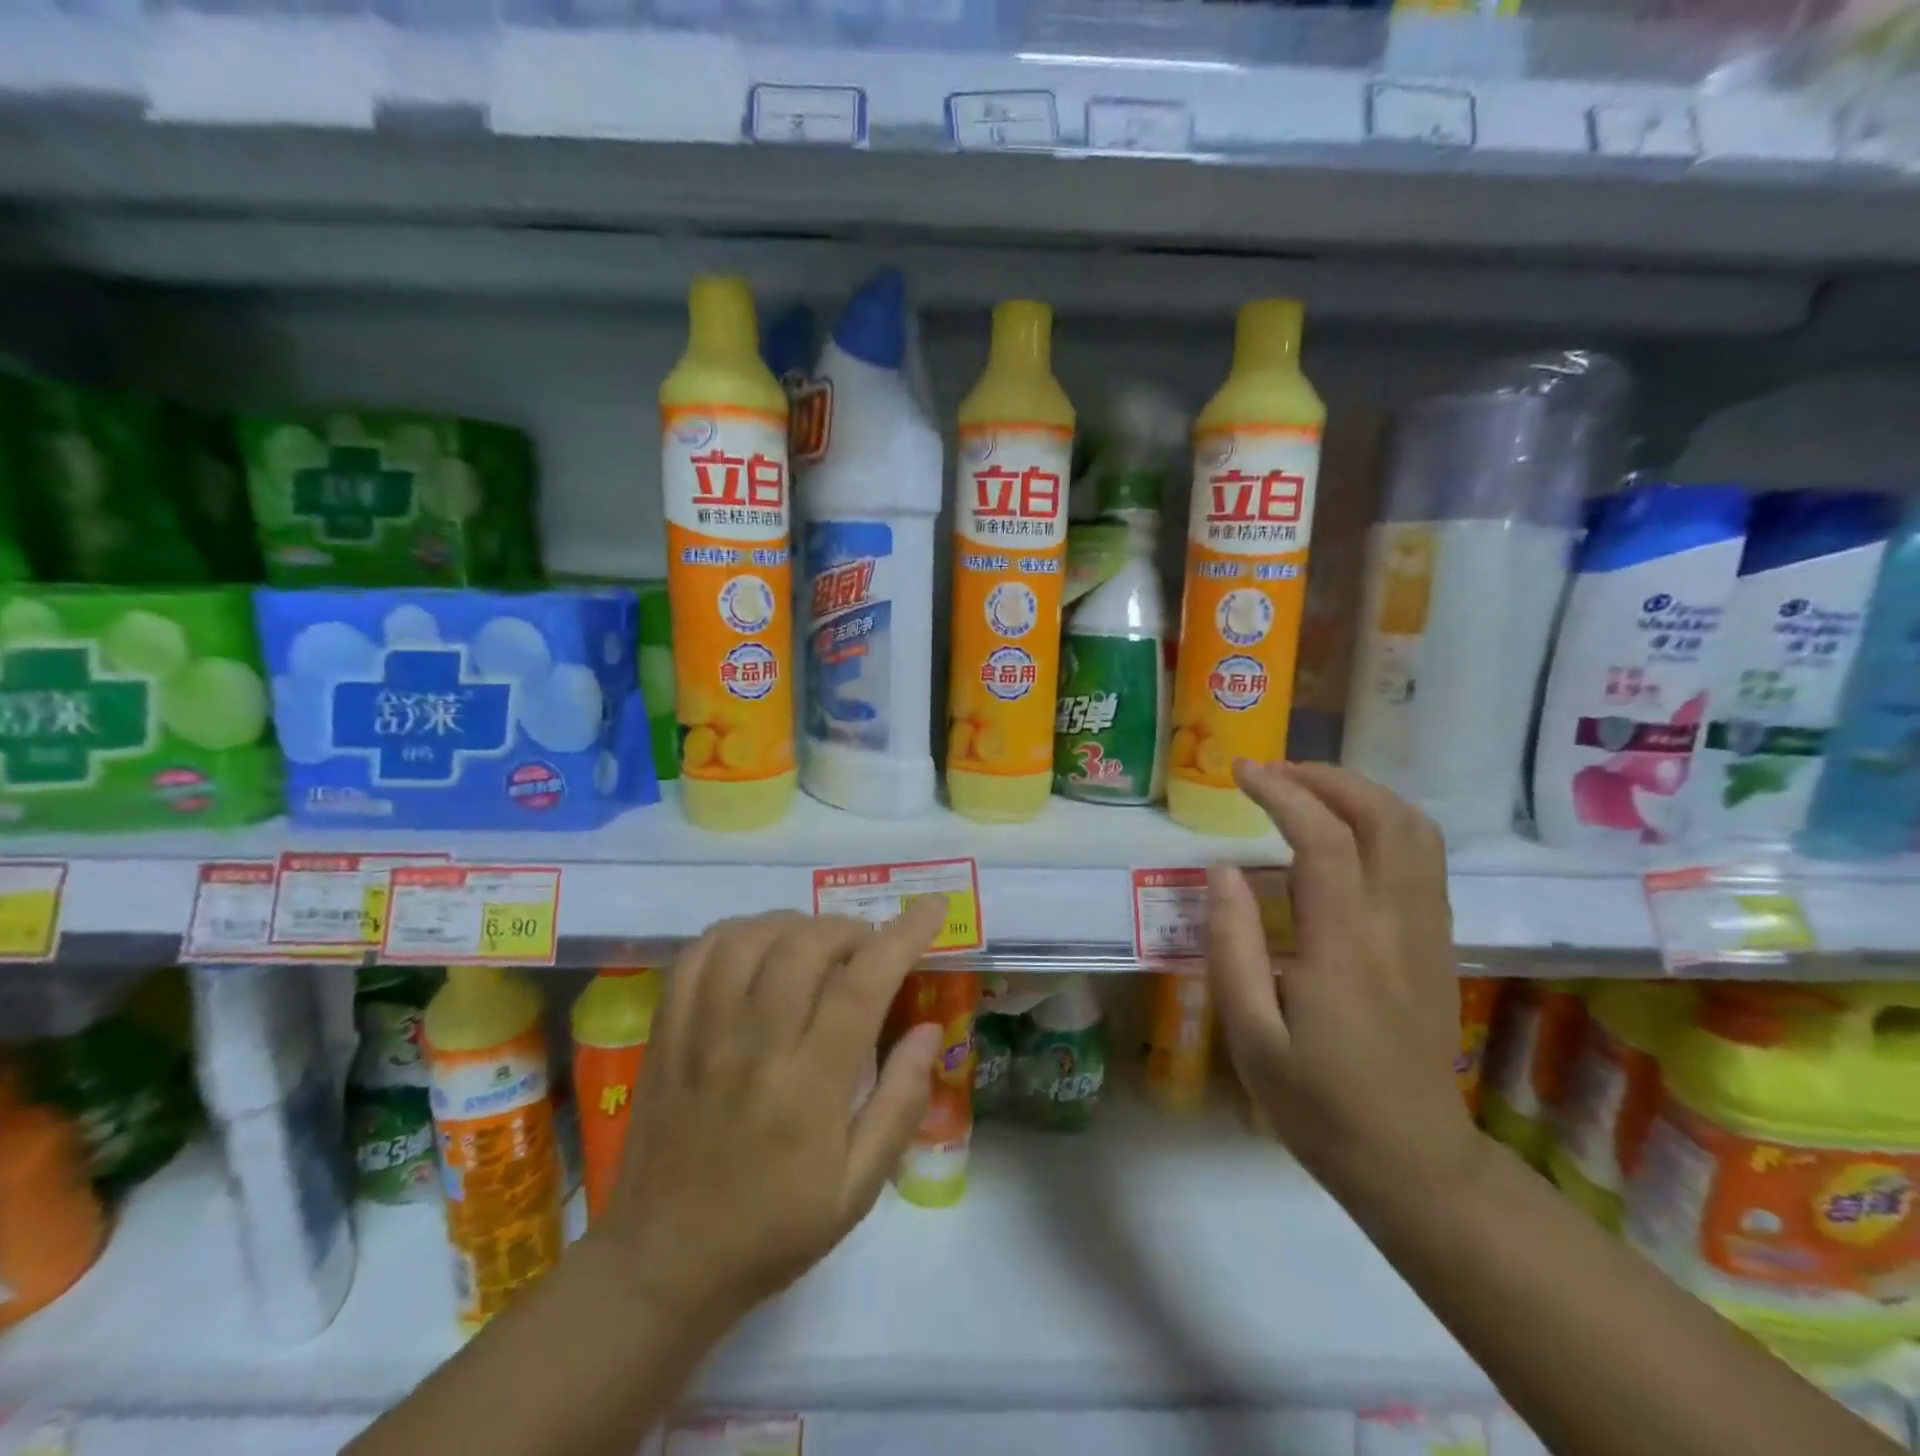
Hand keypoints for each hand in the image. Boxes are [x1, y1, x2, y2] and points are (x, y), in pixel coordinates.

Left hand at [595, 901, 947, 1330]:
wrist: (662, 1264)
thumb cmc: (773, 1229)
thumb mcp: (857, 1188)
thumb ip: (900, 1103)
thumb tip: (928, 1028)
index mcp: (808, 1087)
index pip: (862, 985)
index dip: (901, 937)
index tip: (930, 909)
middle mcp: (753, 1046)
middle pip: (805, 944)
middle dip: (849, 929)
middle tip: (866, 950)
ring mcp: (701, 1033)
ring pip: (751, 937)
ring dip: (795, 925)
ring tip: (815, 946)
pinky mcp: (667, 1031)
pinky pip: (698, 953)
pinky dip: (737, 932)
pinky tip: (758, 949)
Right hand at [1205, 760, 1482, 1206]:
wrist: (1415, 1163)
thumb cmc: (1317, 1104)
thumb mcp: (1251, 1035)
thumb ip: (1232, 946)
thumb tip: (1222, 870)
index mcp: (1345, 946)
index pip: (1325, 839)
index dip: (1282, 793)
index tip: (1241, 773)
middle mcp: (1397, 925)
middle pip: (1384, 817)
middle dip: (1327, 778)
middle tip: (1272, 774)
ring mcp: (1428, 931)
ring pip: (1415, 830)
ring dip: (1360, 794)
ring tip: (1305, 791)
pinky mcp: (1438, 942)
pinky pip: (1424, 858)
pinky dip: (1384, 821)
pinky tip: (1345, 833)